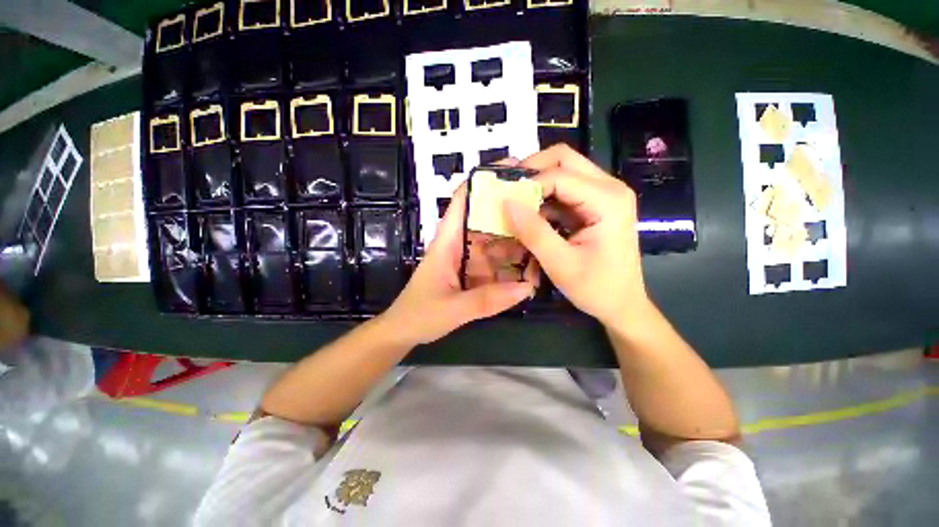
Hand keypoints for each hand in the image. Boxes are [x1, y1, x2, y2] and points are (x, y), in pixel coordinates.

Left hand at [381, 186, 535, 345]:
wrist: (403, 332)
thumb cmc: (419, 315)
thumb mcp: (452, 308)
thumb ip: (487, 300)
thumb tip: (527, 288)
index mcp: (448, 242)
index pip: (462, 202)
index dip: (482, 182)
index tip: (511, 170)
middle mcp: (459, 245)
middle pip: (486, 220)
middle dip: (510, 212)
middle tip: (543, 205)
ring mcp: (467, 261)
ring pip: (494, 243)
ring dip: (515, 241)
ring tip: (544, 236)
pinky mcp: (472, 275)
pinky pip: (494, 265)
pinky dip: (510, 266)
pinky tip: (530, 268)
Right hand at [504, 145, 649, 325]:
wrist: (622, 304)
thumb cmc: (596, 288)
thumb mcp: (560, 264)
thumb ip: (533, 232)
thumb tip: (506, 203)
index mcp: (607, 200)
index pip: (559, 175)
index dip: (527, 184)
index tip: (503, 201)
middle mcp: (609, 187)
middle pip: (564, 159)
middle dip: (531, 171)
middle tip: (507, 190)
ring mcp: (603, 194)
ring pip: (562, 171)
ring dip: (536, 184)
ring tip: (513, 203)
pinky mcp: (594, 205)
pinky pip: (564, 190)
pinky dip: (543, 198)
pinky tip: (529, 215)